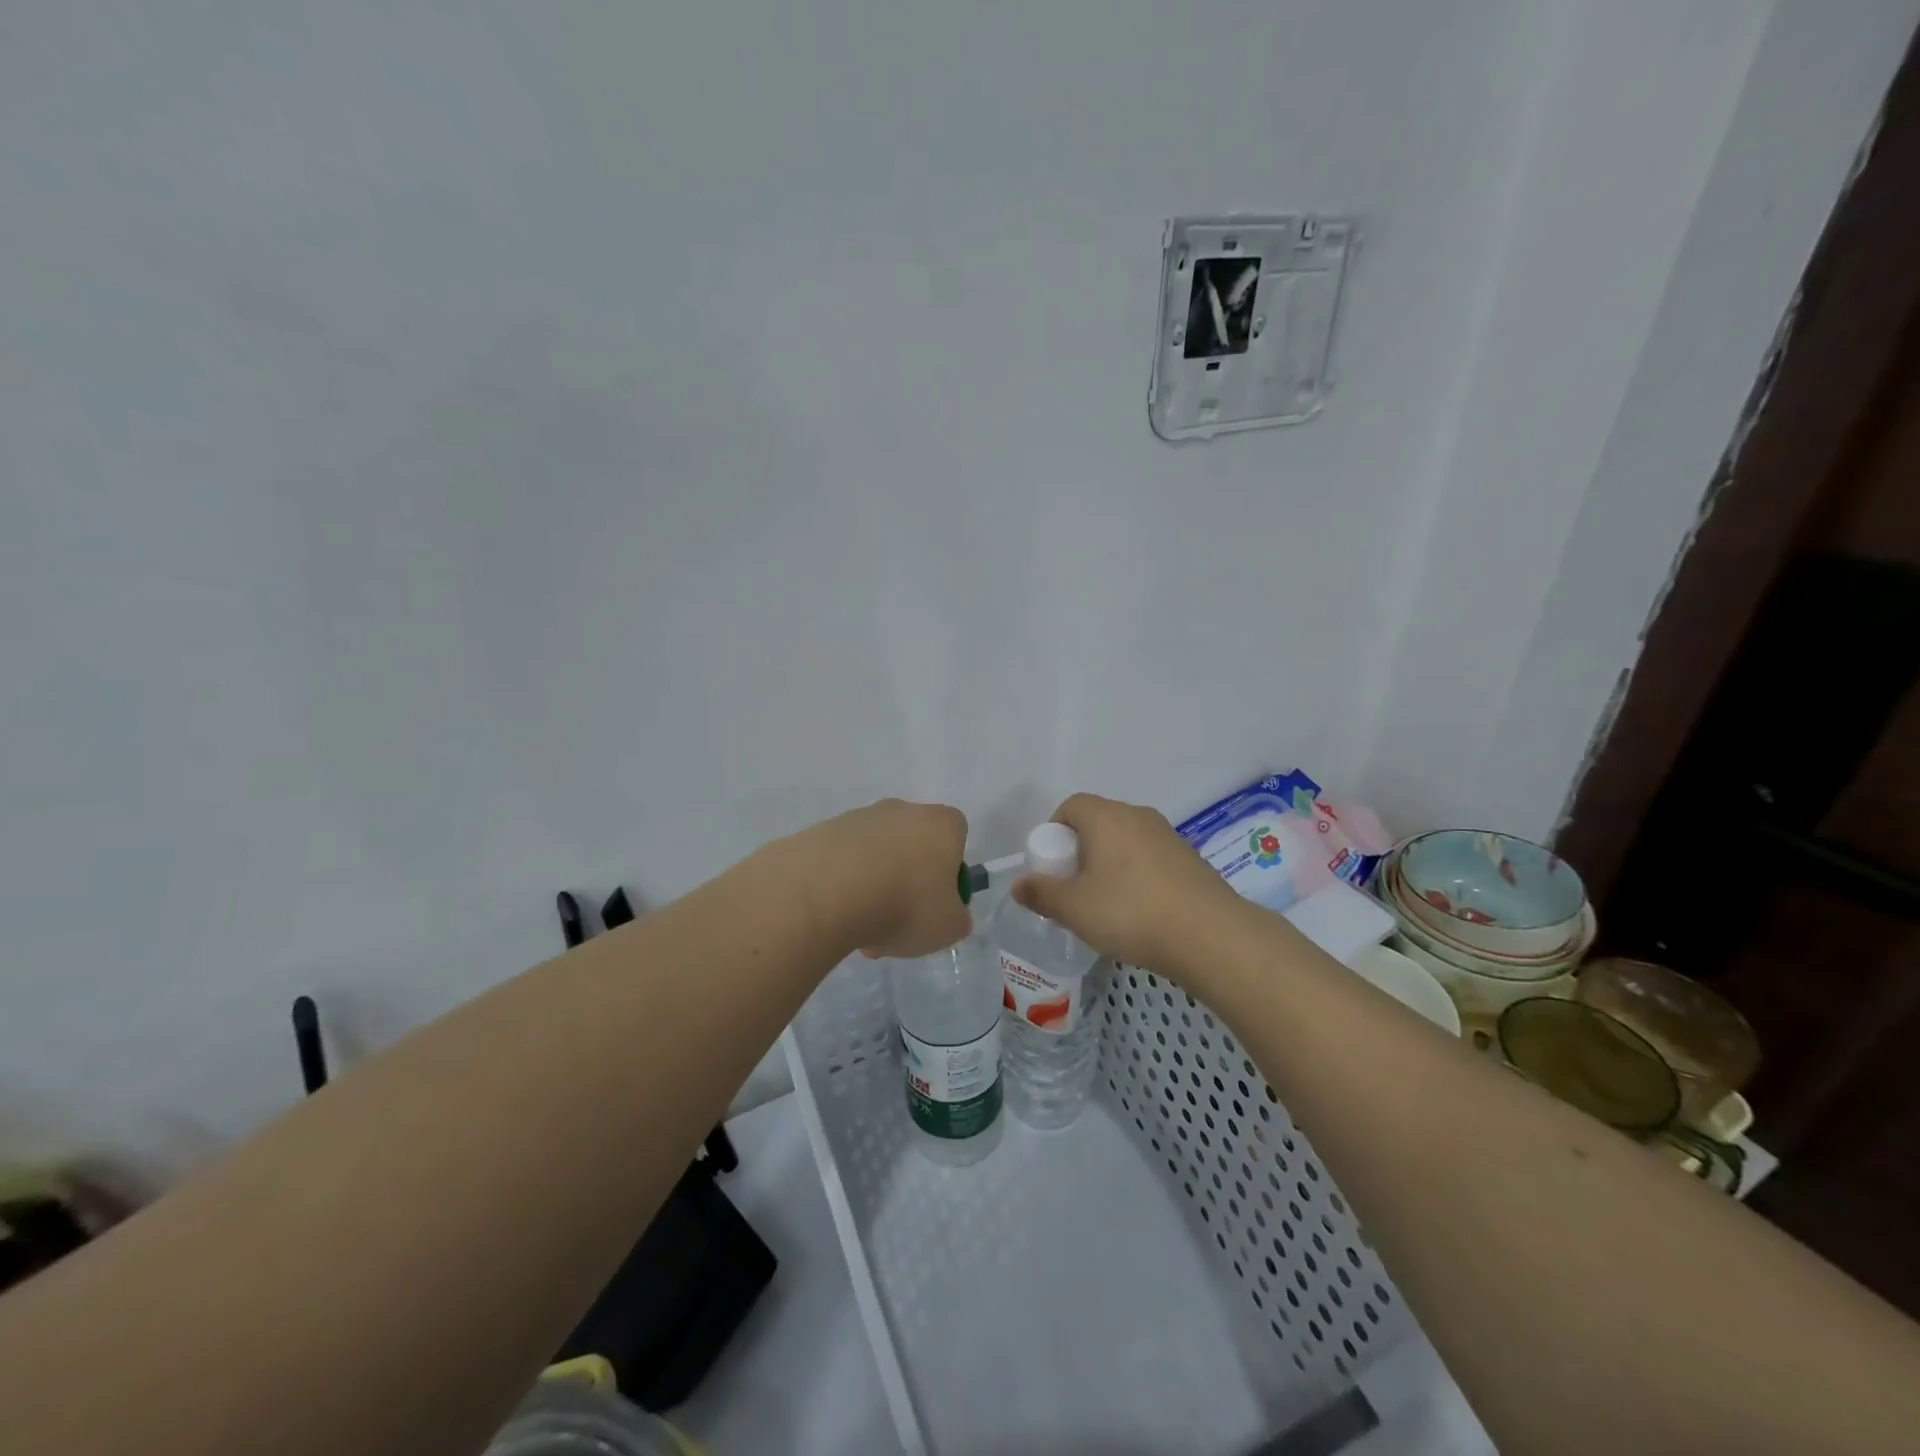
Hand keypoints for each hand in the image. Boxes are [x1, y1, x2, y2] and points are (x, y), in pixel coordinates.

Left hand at [801, 798, 970, 958]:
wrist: (827, 892)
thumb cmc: (905, 904)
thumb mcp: (949, 927)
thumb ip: (956, 917)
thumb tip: (948, 912)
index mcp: (941, 824)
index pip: (956, 836)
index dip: (949, 870)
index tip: (936, 901)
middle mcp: (902, 810)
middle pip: (913, 846)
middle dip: (907, 882)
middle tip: (898, 922)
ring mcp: (859, 817)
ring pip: (876, 856)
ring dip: (873, 887)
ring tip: (860, 929)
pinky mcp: (823, 831)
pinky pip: (843, 861)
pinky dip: (843, 885)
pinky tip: (835, 915)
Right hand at [1010, 793, 1246, 975]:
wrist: (1211, 936)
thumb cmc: (1131, 912)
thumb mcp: (1074, 908)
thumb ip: (1042, 893)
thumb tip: (1019, 884)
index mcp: (1106, 817)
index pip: (1070, 806)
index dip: (1054, 833)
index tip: (1053, 868)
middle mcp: (1138, 816)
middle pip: (1098, 823)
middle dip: (1080, 852)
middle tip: (1075, 891)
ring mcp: (1169, 836)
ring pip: (1126, 842)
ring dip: (1110, 866)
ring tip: (1108, 907)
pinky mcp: (1191, 860)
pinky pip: (1151, 860)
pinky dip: (1138, 877)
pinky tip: (1141, 913)